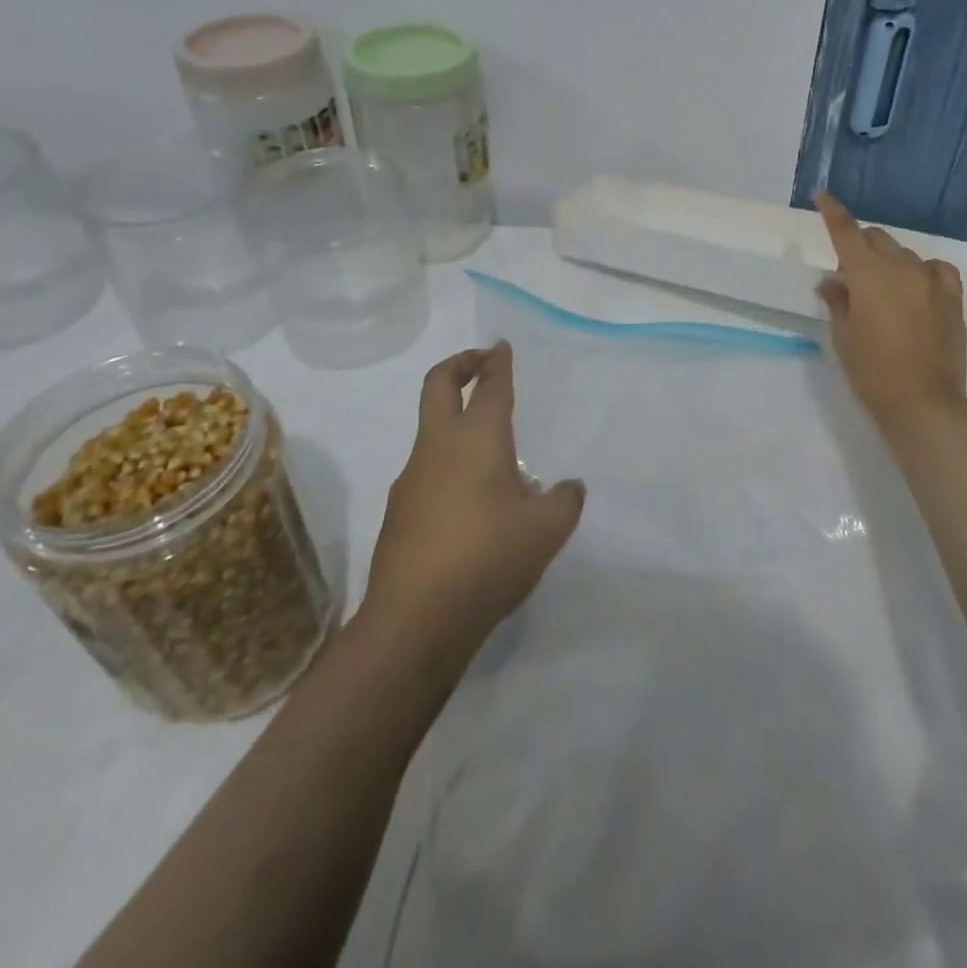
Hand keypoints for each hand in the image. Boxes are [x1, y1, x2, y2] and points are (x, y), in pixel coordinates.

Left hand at [361, 343, 584, 656]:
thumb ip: (564, 500)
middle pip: (438, 386)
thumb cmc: (488, 557)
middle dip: (459, 365)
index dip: (497, 362)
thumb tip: (567, 487)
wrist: (416, 620)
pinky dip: (450, 467)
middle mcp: (438, 447)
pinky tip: (475, 506)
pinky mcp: (399, 512)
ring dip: (457, 423)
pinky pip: (428, 472)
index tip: (501, 347)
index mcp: (476, 438)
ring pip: (431, 432)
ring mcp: (411, 478)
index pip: (489, 385)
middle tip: (481, 362)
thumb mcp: (547, 529)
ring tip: (497, 457)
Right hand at [815, 191, 966, 427]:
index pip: (847, 233)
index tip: (822, 196)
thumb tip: (833, 281)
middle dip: (860, 247)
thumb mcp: (843, 336)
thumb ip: (838, 301)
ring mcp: (932, 281)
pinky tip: (917, 287)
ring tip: (883, 290)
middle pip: (877, 240)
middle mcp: (902, 268)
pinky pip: (936, 269)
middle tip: (850, 278)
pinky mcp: (953, 298)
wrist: (924, 404)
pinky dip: (921, 271)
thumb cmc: (872, 372)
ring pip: (905, 254)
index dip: (833, 212)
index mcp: (869, 275)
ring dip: (888, 262)